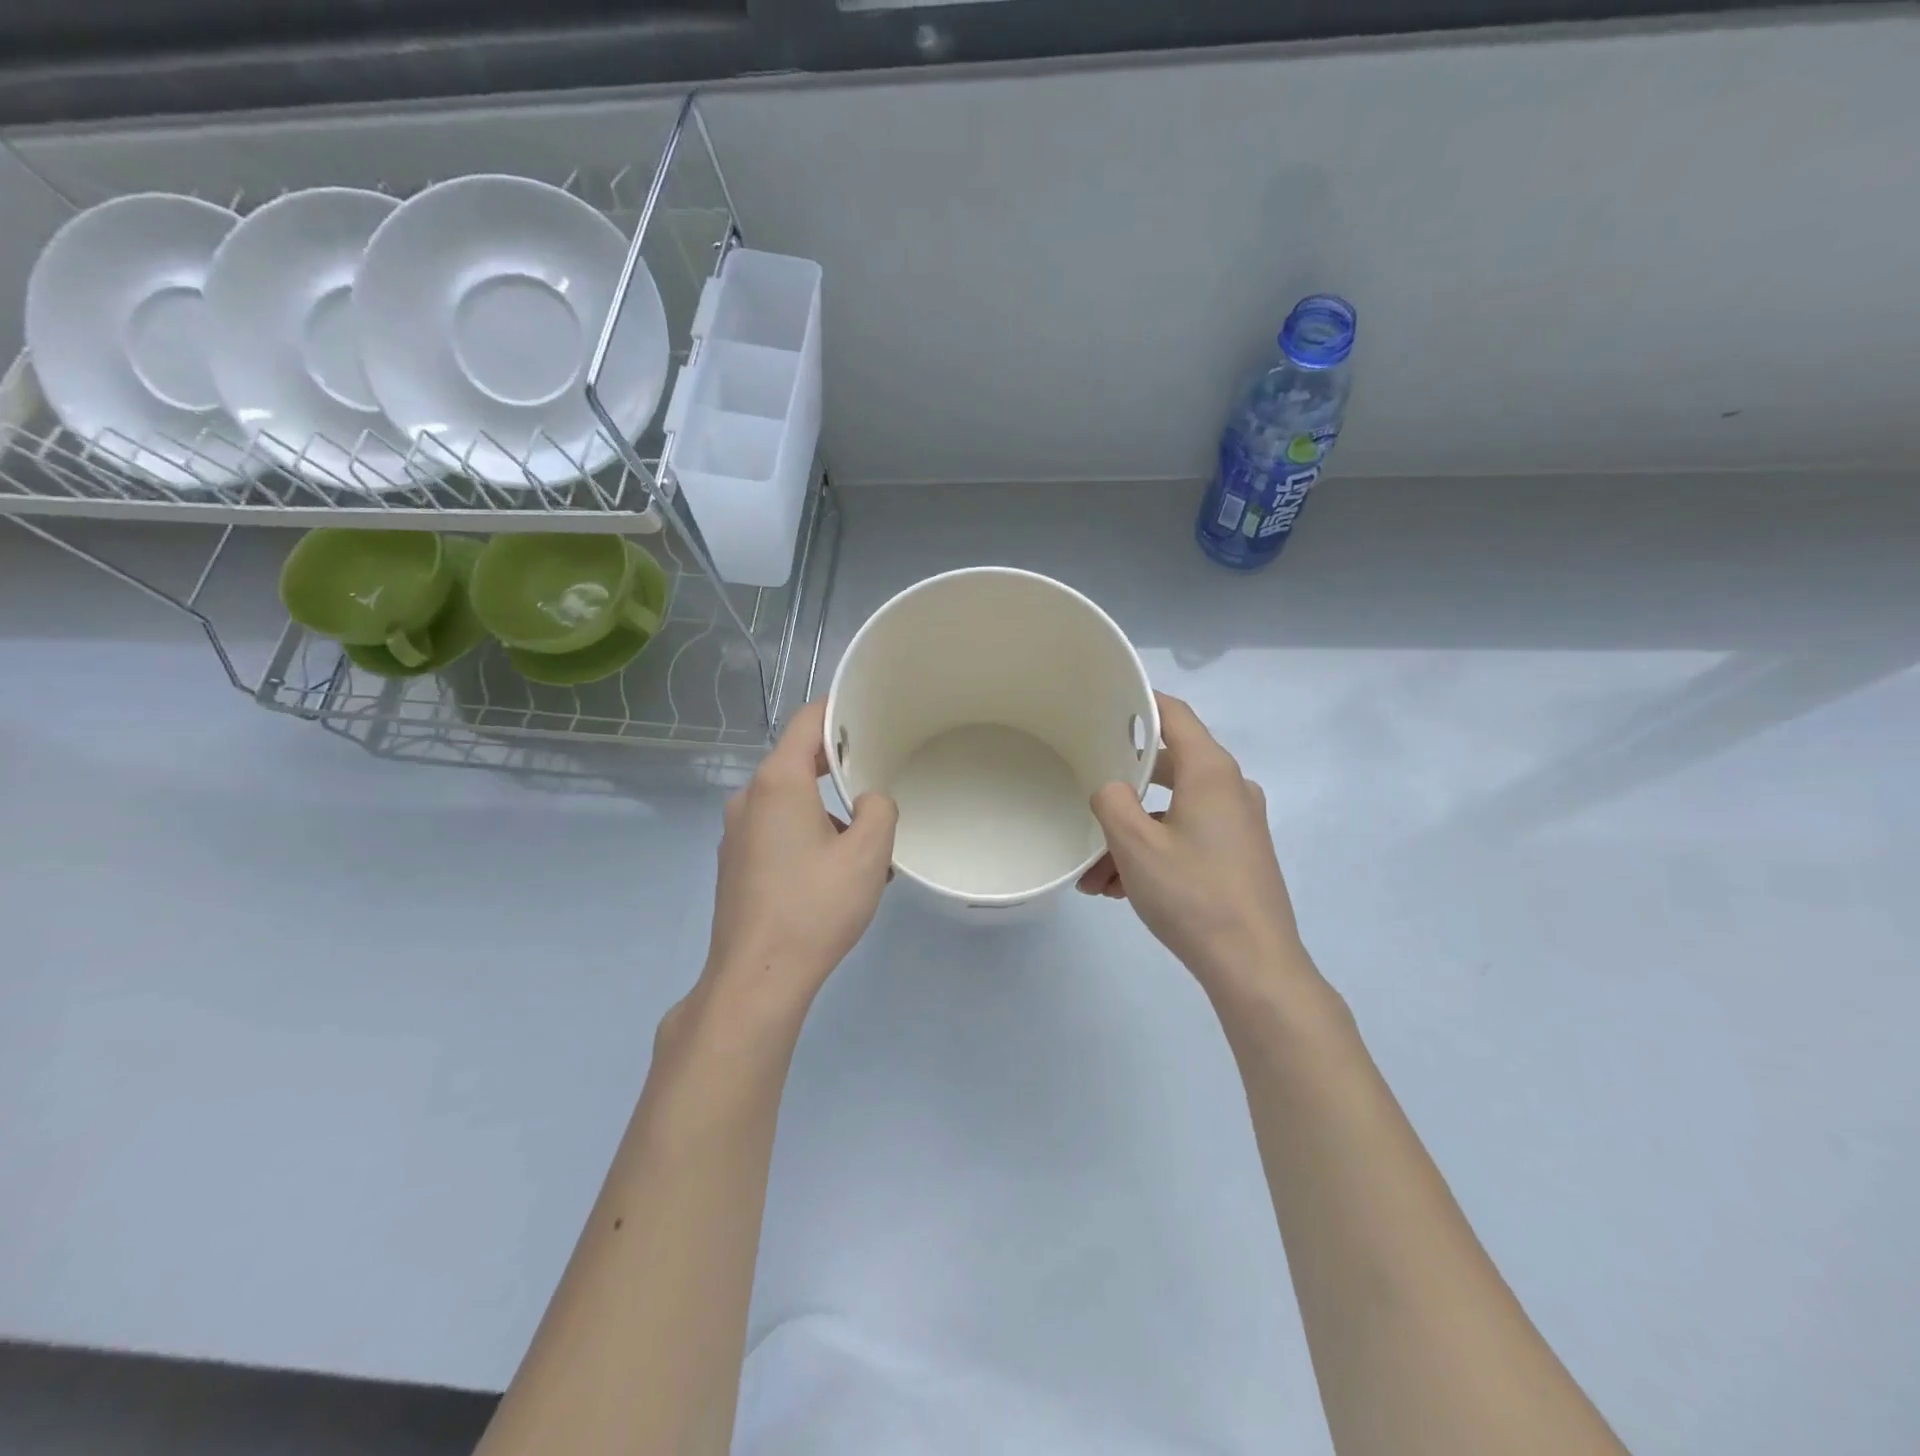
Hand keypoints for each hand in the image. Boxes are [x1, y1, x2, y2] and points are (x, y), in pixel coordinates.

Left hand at [701, 699, 897, 1019]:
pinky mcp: (735, 863)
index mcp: (778, 782)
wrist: (757, 977)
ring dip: (826, 813)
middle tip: (877, 784)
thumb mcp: (868, 853)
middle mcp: (749, 798)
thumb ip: (879, 809)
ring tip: (863, 851)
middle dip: (839, 770)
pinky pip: (776, 832)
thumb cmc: (815, 907)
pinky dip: (806, 837)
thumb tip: (868, 802)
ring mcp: (736, 833)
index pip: (807, 722)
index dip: (839, 711)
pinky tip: (833, 876)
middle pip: (798, 763)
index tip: (870, 714)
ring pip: (790, 802)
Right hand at [1079, 693, 1308, 993]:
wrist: (1254, 966)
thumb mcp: (1135, 845)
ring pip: (1171, 811)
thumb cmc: (1193, 894)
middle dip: (1121, 792)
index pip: (1173, 715)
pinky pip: (1186, 837)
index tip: (1103, 704)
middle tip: (1086, 802)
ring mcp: (1238, 823)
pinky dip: (1154, 852)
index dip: (1138, 703)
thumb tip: (1112, 788)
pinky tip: (1120, 888)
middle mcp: (1230, 788)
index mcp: (1211, 771)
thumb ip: (1112, 801)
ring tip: (1095, 876)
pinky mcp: (1238, 854)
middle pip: (1166, 768)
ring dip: (1131, 835)